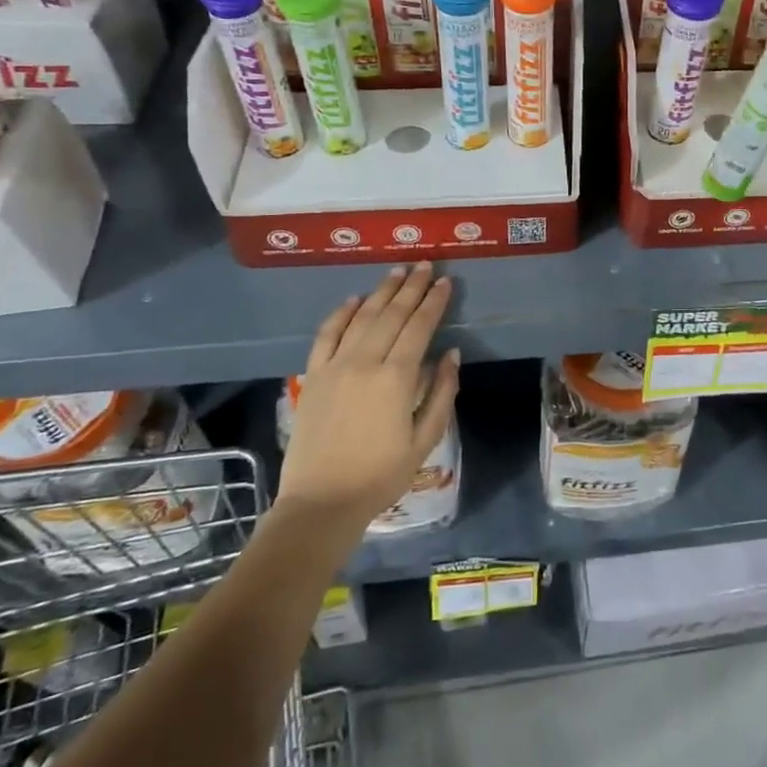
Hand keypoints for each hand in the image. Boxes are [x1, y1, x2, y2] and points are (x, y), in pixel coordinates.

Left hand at [276, 262, 459, 532]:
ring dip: (382, 291)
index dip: (434, 302)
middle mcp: (365, 361)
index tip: (445, 281)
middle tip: (425, 264)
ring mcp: (335, 366)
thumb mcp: (424, 439)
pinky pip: (327, 334)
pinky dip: (342, 313)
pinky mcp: (314, 375)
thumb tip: (452, 353)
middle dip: (411, 287)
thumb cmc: (380, 475)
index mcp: (396, 377)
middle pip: (392, 314)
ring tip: (397, 271)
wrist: (321, 502)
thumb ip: (441, 392)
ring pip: (362, 317)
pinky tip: (355, 299)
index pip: (419, 326)